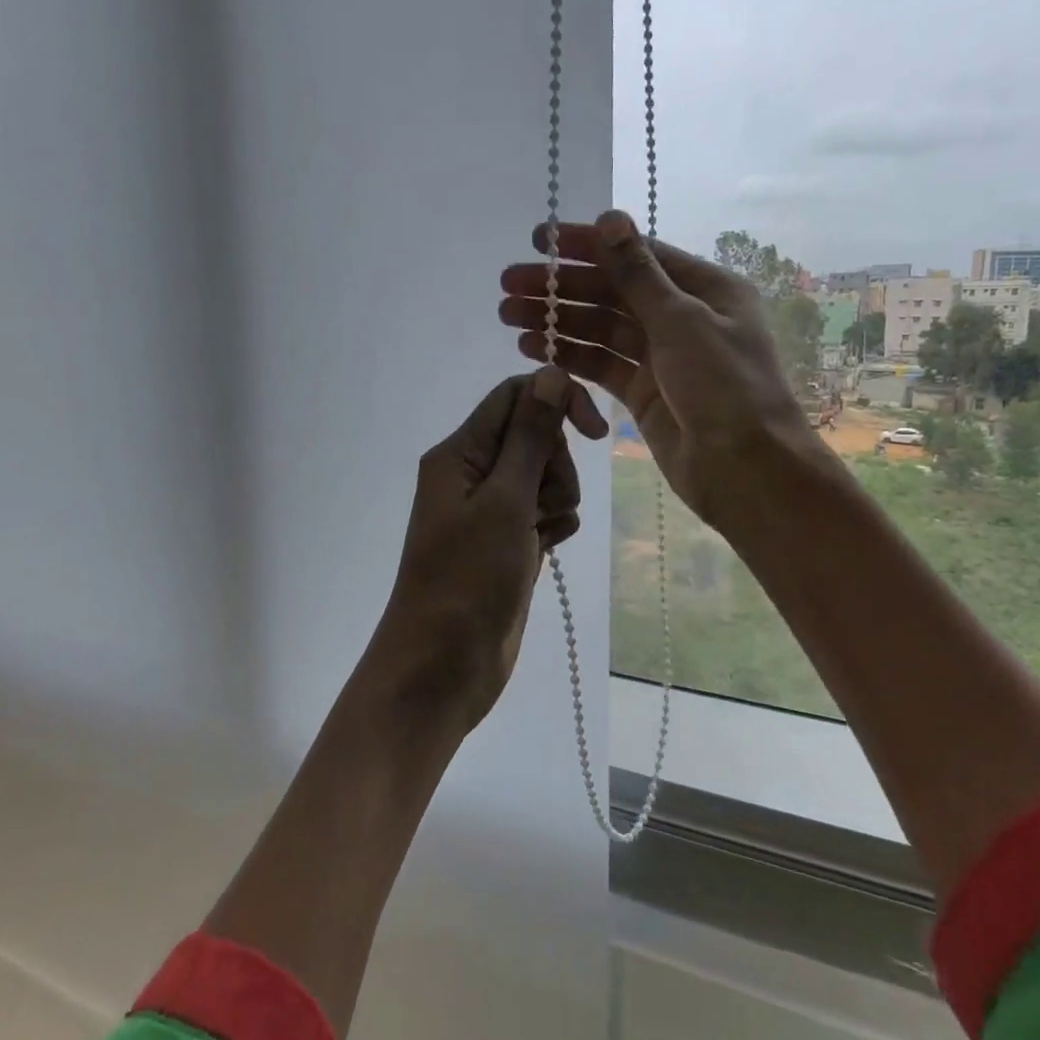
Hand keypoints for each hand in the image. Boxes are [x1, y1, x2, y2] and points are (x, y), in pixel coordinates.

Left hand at [363, 367, 607, 730]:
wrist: (443, 667)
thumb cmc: (468, 579)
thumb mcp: (504, 501)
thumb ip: (529, 436)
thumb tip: (549, 372)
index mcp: (459, 452)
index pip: (515, 396)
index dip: (558, 402)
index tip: (596, 432)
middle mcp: (472, 473)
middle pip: (534, 435)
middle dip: (555, 463)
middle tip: (541, 504)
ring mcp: (490, 510)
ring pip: (545, 475)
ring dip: (558, 498)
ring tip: (540, 534)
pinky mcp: (507, 541)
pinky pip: (545, 512)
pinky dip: (553, 525)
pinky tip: (546, 549)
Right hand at [498, 210, 819, 536]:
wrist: (745, 469)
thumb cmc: (725, 386)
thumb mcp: (682, 321)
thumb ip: (638, 274)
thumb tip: (610, 216)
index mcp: (705, 288)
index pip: (635, 256)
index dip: (586, 246)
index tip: (538, 240)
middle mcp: (682, 316)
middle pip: (612, 292)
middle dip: (561, 287)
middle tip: (508, 283)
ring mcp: (661, 356)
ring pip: (601, 329)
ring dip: (557, 320)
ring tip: (508, 314)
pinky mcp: (642, 392)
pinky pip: (600, 364)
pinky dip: (569, 354)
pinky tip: (532, 347)